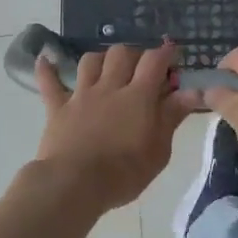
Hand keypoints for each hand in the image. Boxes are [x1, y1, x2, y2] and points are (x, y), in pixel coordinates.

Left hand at [35, 44, 196, 210]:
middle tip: (142, 67)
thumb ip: (172, 117)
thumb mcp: (159, 150)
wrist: (75, 184)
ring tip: (107, 67)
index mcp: (138, 96)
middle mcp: (109, 87)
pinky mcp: (58, 107)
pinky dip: (47, 69)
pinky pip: (49, 83)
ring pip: (90, 61)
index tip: (173, 53)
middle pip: (121, 53)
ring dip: (101, 58)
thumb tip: (192, 91)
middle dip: (134, 54)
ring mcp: (81, 95)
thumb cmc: (124, 173)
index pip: (154, 61)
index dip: (165, 53)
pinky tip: (45, 59)